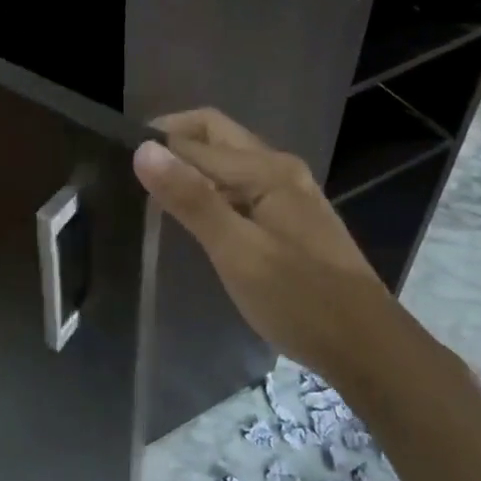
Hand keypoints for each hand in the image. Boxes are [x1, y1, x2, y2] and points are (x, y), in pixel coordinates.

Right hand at [133, 108, 401, 381]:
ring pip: (229, 159)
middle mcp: (279, 168)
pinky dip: (211, 187)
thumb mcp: (237, 252)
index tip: (114, 160)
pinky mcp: (291, 216)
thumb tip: (144, 149)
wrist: (366, 345)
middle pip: (216, 134)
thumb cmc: (300, 299)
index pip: (196, 139)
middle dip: (175, 141)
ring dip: (192, 165)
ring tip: (154, 193)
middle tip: (133, 170)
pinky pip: (242, 184)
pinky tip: (195, 216)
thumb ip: (191, 199)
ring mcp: (289, 191)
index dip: (156, 144)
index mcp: (266, 169)